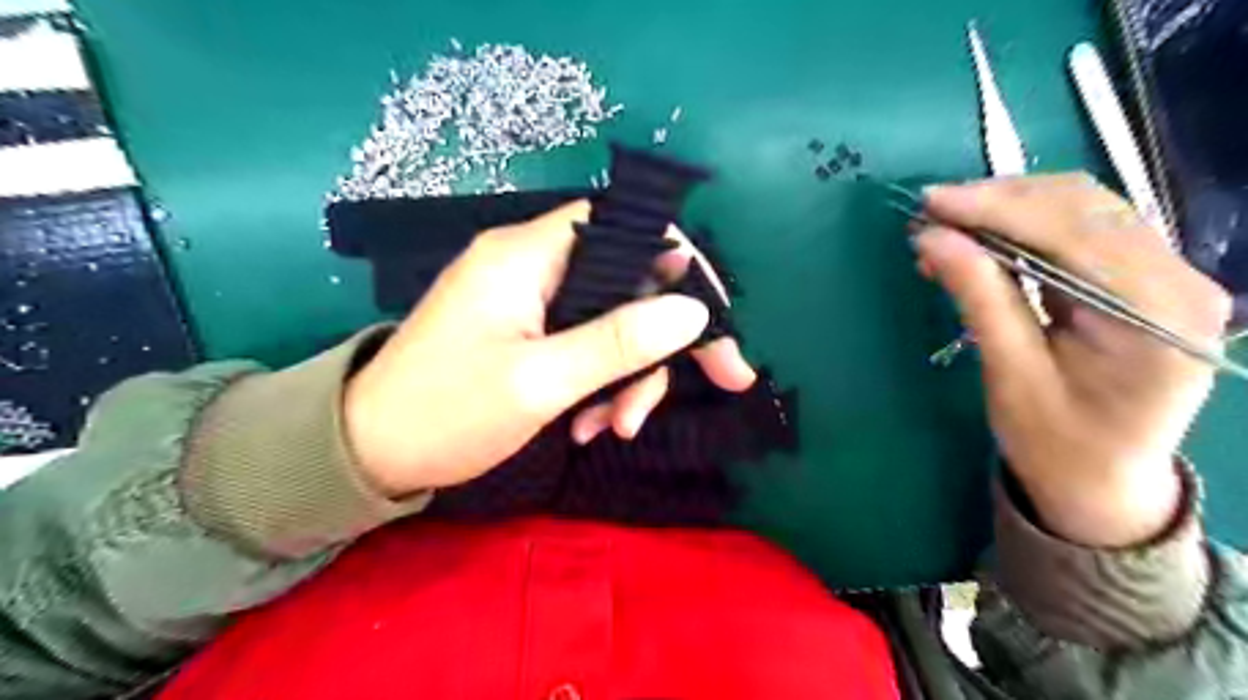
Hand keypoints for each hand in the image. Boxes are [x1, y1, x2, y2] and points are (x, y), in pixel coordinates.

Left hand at [338, 200, 755, 500]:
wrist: (366, 453)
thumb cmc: (446, 413)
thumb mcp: (540, 382)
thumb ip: (619, 342)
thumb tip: (694, 312)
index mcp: (528, 254)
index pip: (625, 225)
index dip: (680, 262)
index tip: (714, 317)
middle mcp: (532, 263)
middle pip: (628, 282)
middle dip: (663, 341)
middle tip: (717, 385)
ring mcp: (529, 299)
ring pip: (611, 322)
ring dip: (628, 376)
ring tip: (612, 429)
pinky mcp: (526, 331)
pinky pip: (584, 345)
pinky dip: (599, 384)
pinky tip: (586, 426)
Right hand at [914, 174, 1230, 547]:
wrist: (1102, 480)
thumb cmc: (1055, 442)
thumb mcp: (1009, 374)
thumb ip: (978, 296)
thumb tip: (932, 237)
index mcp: (1156, 314)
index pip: (1072, 231)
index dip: (995, 208)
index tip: (929, 203)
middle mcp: (1180, 280)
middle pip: (1084, 207)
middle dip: (998, 202)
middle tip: (929, 216)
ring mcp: (1170, 274)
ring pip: (1084, 208)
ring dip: (1008, 210)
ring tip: (947, 230)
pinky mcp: (1146, 277)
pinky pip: (1083, 230)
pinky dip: (1024, 226)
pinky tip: (982, 240)